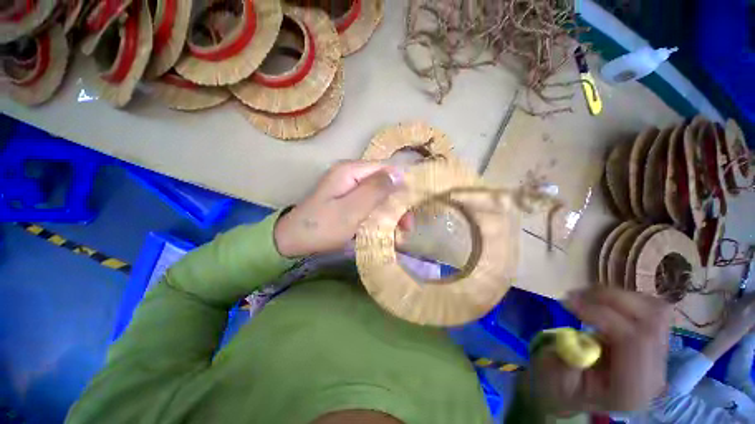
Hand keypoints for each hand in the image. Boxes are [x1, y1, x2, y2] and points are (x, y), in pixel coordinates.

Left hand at [273, 160, 402, 256]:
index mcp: (351, 171)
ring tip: (399, 234)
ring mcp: (348, 187)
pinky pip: (369, 204)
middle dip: (397, 204)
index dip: (402, 185)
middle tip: (407, 228)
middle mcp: (351, 174)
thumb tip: (400, 173)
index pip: (386, 169)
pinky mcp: (347, 200)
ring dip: (390, 213)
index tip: (412, 208)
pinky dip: (378, 216)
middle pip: (383, 183)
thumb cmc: (323, 226)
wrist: (293, 240)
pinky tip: (384, 230)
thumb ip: (375, 190)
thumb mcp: (351, 210)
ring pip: (378, 195)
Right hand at [523, 288, 671, 413]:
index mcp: (631, 390)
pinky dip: (624, 298)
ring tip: (585, 297)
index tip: (567, 302)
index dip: (602, 314)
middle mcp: (654, 373)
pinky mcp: (655, 342)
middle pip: (652, 320)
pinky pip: (651, 309)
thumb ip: (568, 359)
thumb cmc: (560, 386)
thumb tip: (577, 337)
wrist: (575, 391)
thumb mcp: (554, 378)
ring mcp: (660, 357)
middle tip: (574, 296)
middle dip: (611, 299)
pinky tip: (601, 304)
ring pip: (654, 309)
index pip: (635, 340)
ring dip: (617, 296)